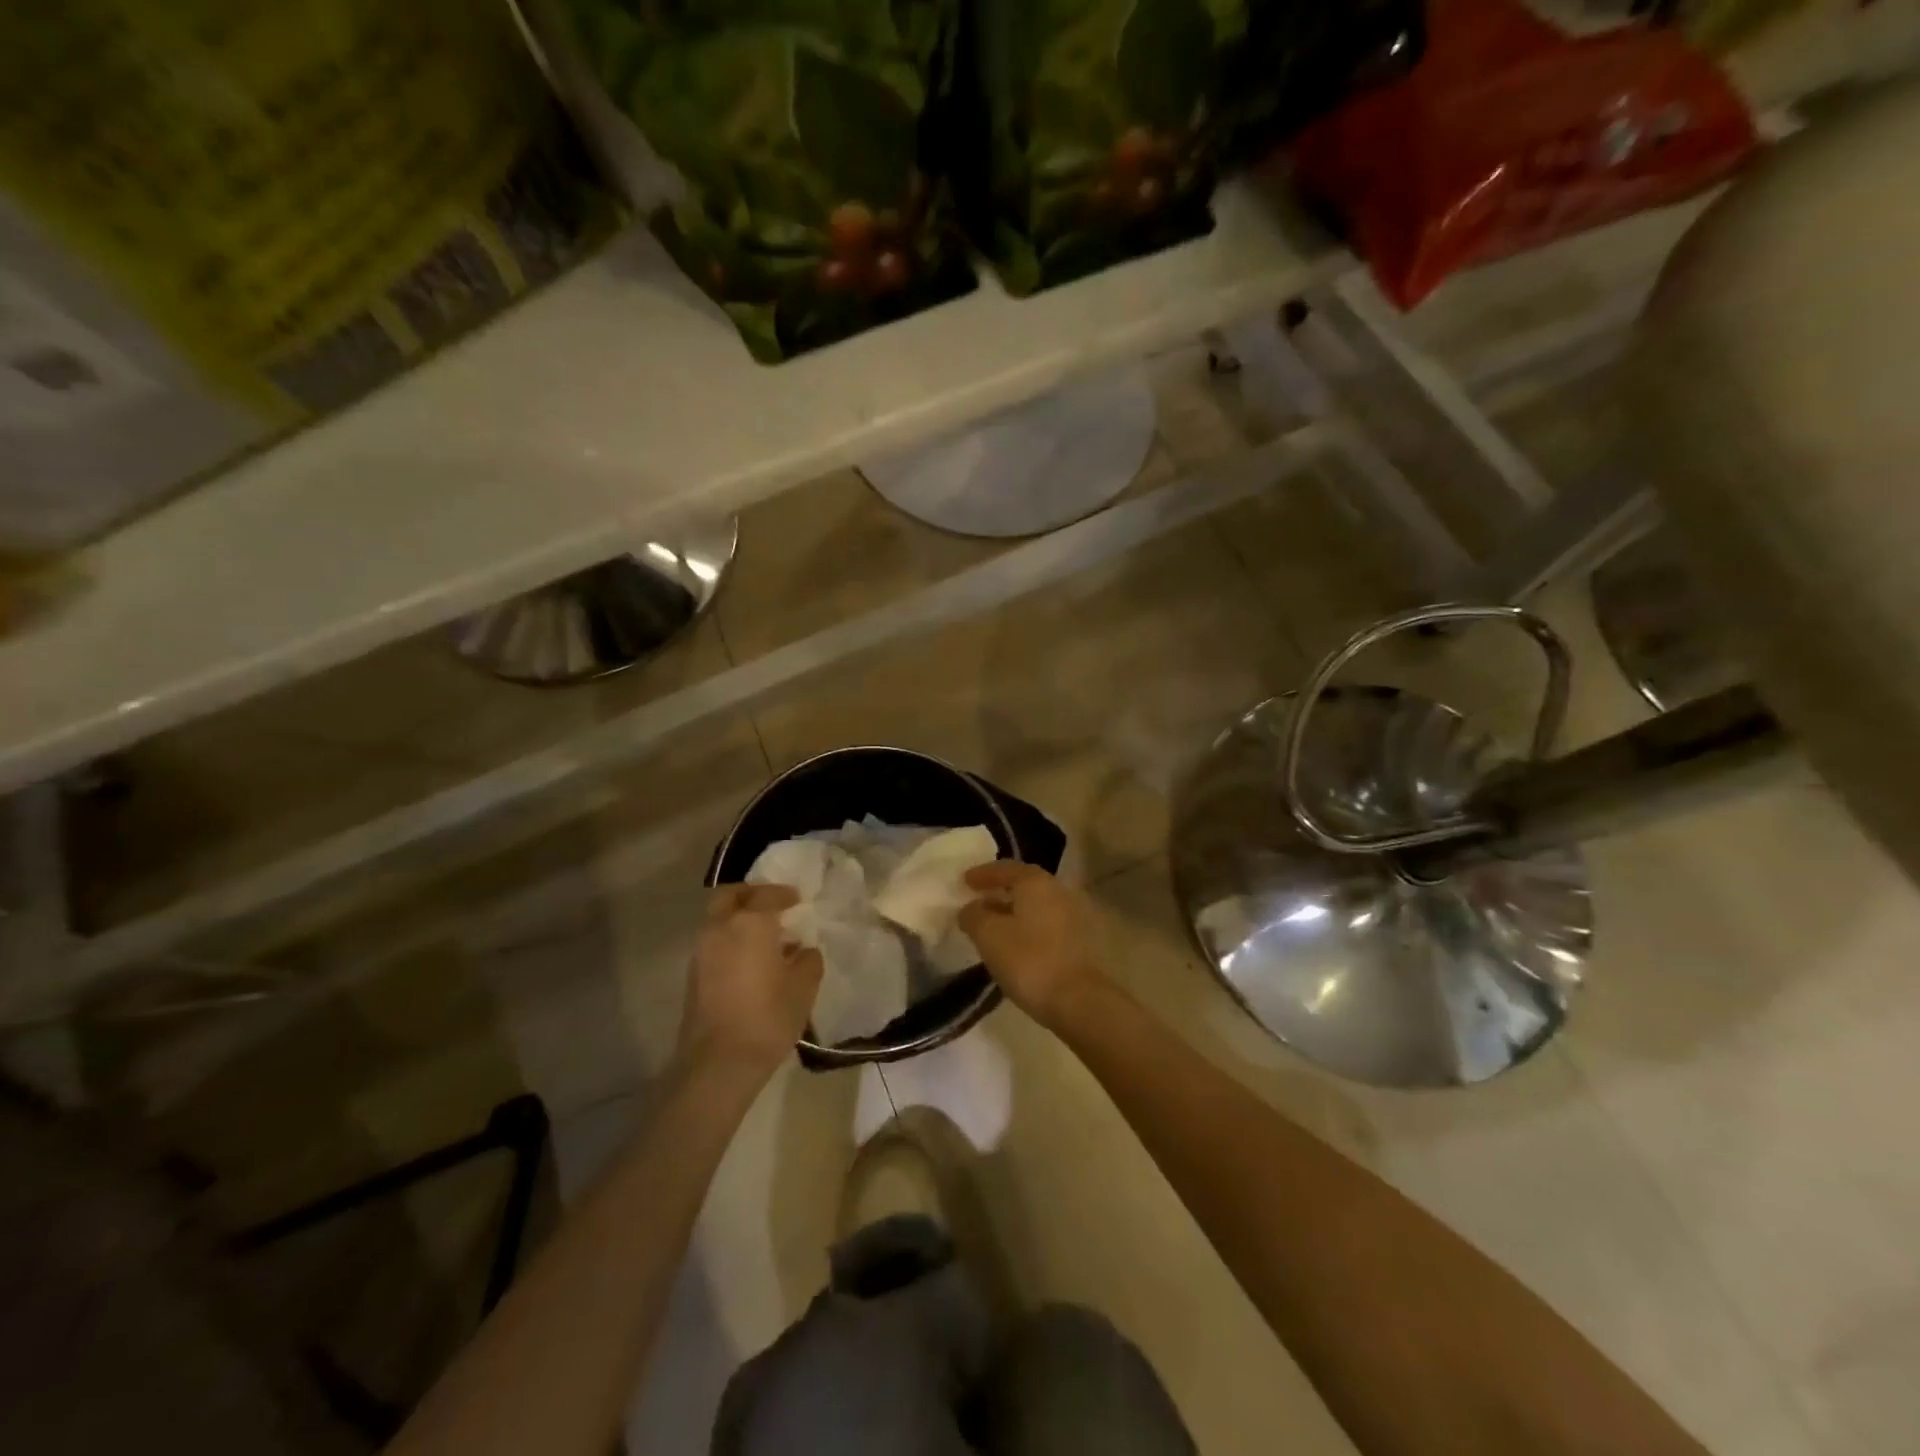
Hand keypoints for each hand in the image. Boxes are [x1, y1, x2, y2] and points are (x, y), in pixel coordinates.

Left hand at [675, 884, 822, 1080]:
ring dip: (738, 919)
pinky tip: (751, 961)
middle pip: (730, 896)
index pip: (767, 895)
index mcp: (750, 923)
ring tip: (765, 937)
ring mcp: (701, 952)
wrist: (719, 1062)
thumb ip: (808, 960)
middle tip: (770, 904)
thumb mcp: (803, 987)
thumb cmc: (768, 1016)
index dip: (783, 894)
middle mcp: (720, 928)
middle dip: (750, 895)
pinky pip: (714, 943)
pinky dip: (730, 940)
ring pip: (718, 920)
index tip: (797, 899)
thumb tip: (802, 951)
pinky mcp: (693, 976)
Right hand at [958, 863, 1104, 1030]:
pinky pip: (1046, 925)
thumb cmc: (1029, 960)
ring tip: (993, 926)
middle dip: (1000, 892)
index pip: (1006, 868)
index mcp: (1036, 882)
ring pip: (1036, 907)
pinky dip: (1028, 928)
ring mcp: (1074, 917)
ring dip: (1014, 912)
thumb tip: (970, 908)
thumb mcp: (989, 936)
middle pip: (1024, 885)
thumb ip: (974, 916)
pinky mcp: (1080, 942)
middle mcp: (1058, 891)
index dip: (983, 874)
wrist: (1079, 1001)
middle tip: (978, 901)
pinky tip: (1015, 946)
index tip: (964, 881)